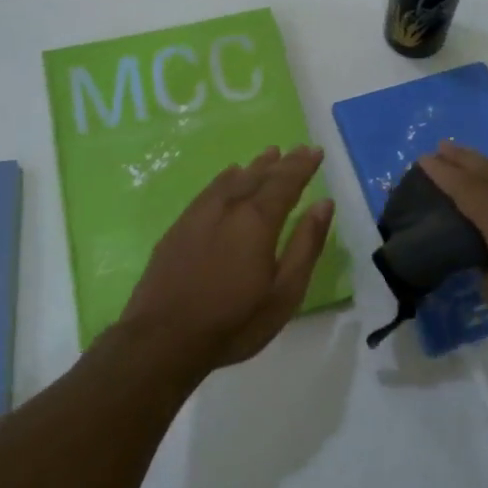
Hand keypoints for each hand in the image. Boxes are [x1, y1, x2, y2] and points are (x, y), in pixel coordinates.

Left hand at [114, 145, 336, 374]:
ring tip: (268, 155)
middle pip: (258, 177)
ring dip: (252, 167)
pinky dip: (224, 179)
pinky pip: (208, 191)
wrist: (163, 339)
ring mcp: (199, 216)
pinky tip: (227, 178)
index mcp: (257, 221)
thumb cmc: (234, 321)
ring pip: (231, 180)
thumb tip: (324, 204)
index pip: (285, 183)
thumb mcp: (284, 292)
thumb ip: (306, 244)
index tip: (315, 151)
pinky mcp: (178, 228)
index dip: (302, 166)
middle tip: (297, 148)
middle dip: (281, 162)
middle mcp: (228, 208)